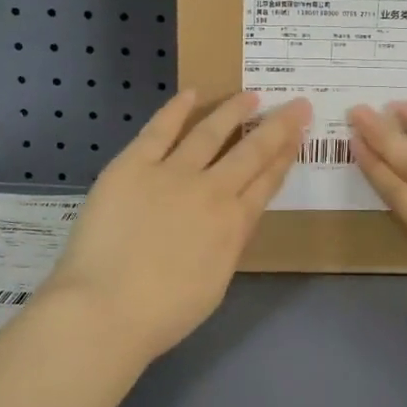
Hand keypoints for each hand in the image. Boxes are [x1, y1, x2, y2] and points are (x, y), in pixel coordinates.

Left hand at [42, 89, 309, 364]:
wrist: (107, 309)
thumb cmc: (164, 313)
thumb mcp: (216, 283)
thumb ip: (228, 243)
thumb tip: (231, 219)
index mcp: (234, 224)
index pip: (267, 181)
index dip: (286, 155)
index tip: (299, 134)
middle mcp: (212, 190)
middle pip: (252, 151)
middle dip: (278, 126)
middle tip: (297, 104)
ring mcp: (172, 173)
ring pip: (211, 132)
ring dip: (234, 111)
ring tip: (250, 95)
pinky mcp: (133, 166)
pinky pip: (160, 130)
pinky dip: (177, 109)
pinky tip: (193, 93)